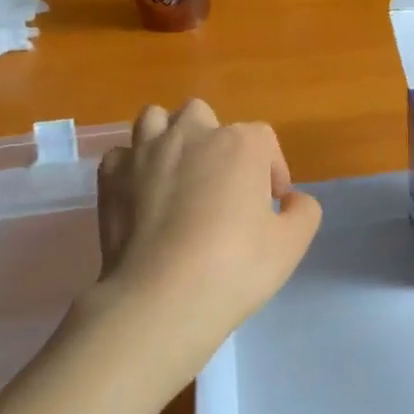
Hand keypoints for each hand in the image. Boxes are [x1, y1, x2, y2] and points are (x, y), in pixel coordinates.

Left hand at [86, 100, 320, 392]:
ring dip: (168, 137)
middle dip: (215, 141)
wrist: (161, 298)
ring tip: (177, 174)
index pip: (263, 139)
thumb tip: (292, 199)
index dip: (272, 170)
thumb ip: (304, 211)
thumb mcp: (291, 244)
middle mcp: (191, 135)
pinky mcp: (110, 176)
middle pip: (204, 116)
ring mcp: (144, 152)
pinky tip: (141, 195)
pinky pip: (122, 155)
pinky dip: (133, 167)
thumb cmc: (235, 267)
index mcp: (239, 144)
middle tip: (220, 183)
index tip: (272, 204)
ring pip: (155, 119)